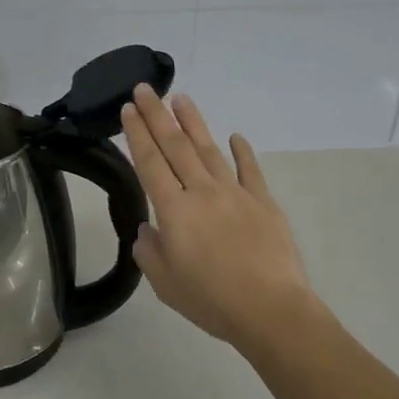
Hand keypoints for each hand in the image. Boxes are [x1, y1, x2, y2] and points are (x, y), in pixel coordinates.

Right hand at [120, 86, 318, 348]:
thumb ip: (149, 250)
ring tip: (181, 99)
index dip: (137, 134)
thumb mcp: (164, 283)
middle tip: (145, 88)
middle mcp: (202, 192)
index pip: (150, 162)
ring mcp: (235, 193)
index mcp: (174, 210)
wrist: (270, 309)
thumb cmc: (210, 299)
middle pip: (175, 146)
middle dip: (157, 115)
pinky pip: (250, 170)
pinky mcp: (264, 202)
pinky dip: (242, 151)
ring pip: (209, 149)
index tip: (129, 109)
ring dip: (193, 123)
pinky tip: (235, 136)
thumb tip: (148, 229)